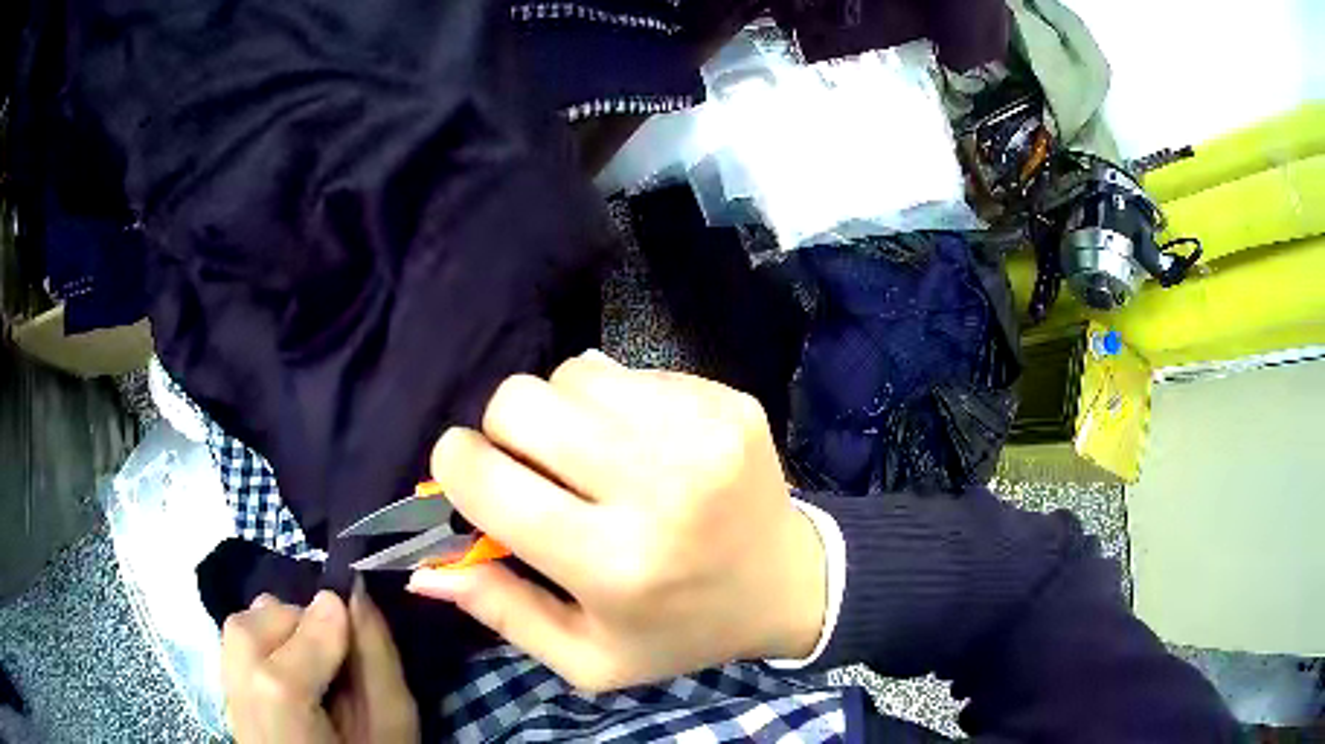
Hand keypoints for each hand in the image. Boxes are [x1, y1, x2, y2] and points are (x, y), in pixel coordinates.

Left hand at [221, 585, 418, 742]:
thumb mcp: (391, 726)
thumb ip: (378, 661)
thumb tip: (355, 592)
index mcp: (283, 700)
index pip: (302, 632)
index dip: (336, 631)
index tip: (360, 642)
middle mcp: (240, 683)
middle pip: (265, 616)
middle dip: (305, 627)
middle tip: (336, 667)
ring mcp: (225, 685)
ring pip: (246, 621)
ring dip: (282, 634)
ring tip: (310, 674)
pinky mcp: (223, 687)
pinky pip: (237, 641)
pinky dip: (264, 646)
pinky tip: (286, 680)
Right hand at [407, 351, 826, 691]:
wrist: (787, 585)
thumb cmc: (678, 631)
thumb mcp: (587, 657)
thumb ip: (501, 611)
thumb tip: (424, 566)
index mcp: (614, 563)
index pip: (486, 479)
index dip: (455, 467)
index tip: (469, 478)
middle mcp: (658, 487)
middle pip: (519, 402)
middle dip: (503, 432)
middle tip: (533, 470)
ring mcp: (701, 431)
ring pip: (569, 373)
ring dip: (561, 413)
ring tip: (593, 459)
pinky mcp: (727, 399)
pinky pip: (627, 371)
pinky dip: (615, 404)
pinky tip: (643, 446)